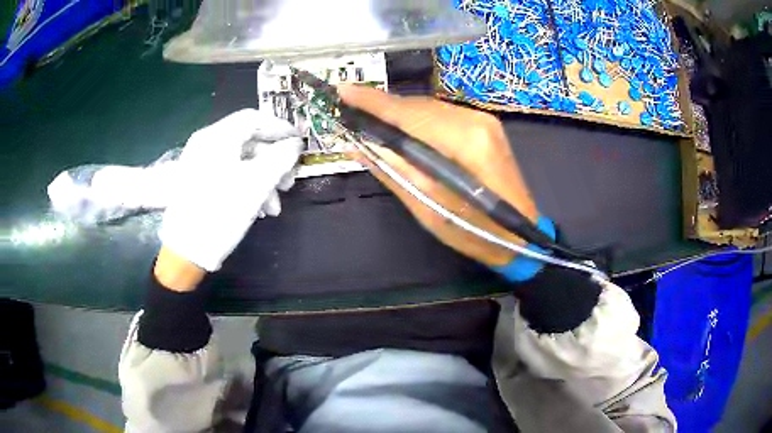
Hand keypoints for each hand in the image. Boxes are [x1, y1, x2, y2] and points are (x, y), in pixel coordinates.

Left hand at [156, 109, 303, 289]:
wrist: (185, 250)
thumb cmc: (221, 211)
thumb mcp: (256, 184)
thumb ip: (280, 158)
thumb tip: (295, 144)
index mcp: (218, 136)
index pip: (254, 118)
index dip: (280, 128)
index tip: (300, 143)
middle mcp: (206, 143)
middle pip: (248, 142)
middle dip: (273, 161)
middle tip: (289, 182)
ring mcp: (199, 162)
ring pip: (240, 161)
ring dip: (263, 179)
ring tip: (274, 206)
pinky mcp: (197, 181)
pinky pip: (228, 174)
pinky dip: (246, 186)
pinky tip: (258, 208)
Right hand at [338, 85, 537, 266]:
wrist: (519, 235)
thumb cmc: (475, 231)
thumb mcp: (427, 209)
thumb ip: (392, 171)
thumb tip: (357, 146)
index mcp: (465, 142)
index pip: (409, 114)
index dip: (372, 102)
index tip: (341, 91)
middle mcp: (475, 121)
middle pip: (418, 106)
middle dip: (381, 107)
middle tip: (349, 110)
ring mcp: (483, 120)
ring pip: (428, 108)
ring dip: (398, 114)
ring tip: (369, 121)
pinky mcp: (484, 126)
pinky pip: (441, 115)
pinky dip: (417, 120)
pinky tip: (401, 130)